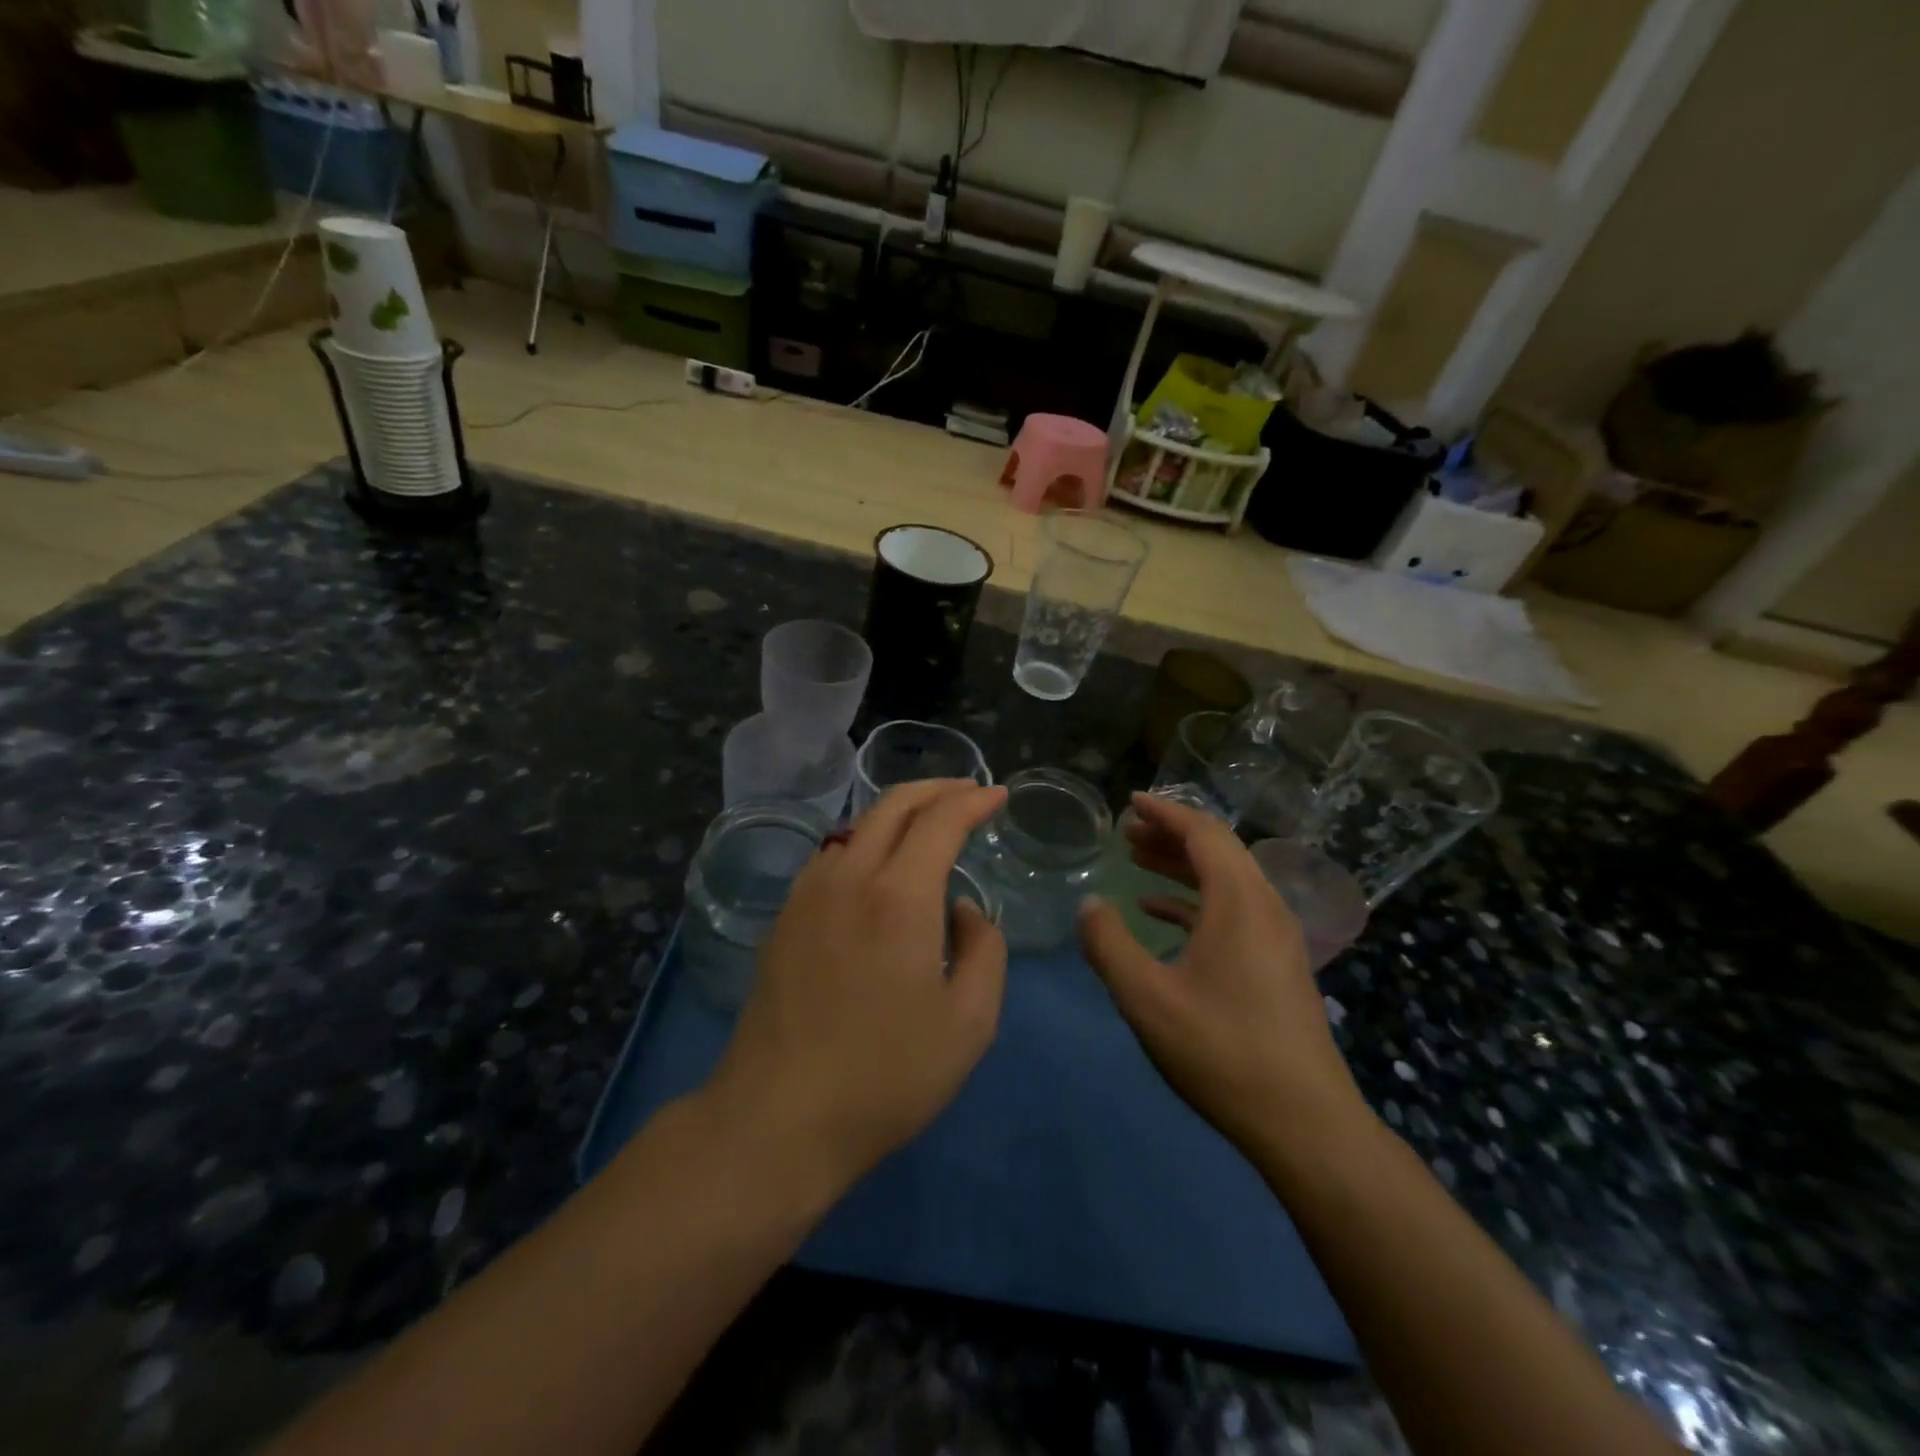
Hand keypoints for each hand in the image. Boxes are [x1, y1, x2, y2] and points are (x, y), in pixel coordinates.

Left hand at [706, 780, 1008, 1196]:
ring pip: (858, 825)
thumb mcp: (970, 1022)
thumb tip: (962, 909)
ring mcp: (808, 894)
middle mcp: (849, 877)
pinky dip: (866, 840)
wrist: (779, 1116)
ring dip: (899, 811)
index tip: (999, 795)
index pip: (941, 820)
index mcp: (898, 896)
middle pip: (893, 804)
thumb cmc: (886, 1075)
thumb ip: (984, 949)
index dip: (974, 800)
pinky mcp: (784, 918)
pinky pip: (832, 854)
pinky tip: (877, 865)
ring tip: (928, 823)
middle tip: (968, 792)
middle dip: (937, 789)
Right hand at [1077, 793, 1364, 1155]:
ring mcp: (1277, 936)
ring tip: (1137, 860)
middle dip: (1170, 834)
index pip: (1203, 832)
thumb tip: (1088, 903)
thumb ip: (1109, 944)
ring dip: (1182, 865)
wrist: (1304, 1122)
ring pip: (1227, 879)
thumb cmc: (1221, 1051)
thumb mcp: (1147, 998)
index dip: (1165, 812)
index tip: (1130, 802)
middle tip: (1126, 832)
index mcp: (1239, 902)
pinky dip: (1196, 900)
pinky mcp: (1278, 963)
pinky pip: (1235, 910)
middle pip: (1218, 849)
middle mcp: (1265, 906)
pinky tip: (1161, 914)